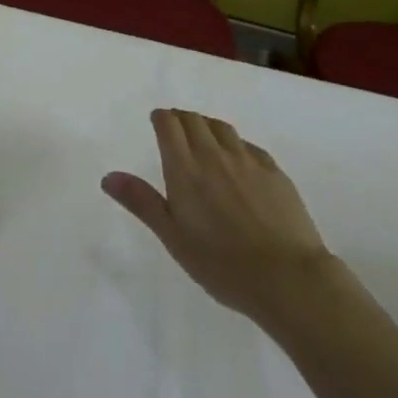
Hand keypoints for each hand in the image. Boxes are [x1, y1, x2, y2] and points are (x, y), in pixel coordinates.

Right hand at [103, 108, 331, 320]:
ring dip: (208, 126)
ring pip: (221, 127)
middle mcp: (213, 154)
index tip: (158, 123)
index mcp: (185, 168)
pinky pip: (248, 145)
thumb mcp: (173, 238)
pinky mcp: (274, 171)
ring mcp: (246, 160)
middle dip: (182, 118)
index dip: (161, 118)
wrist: (288, 278)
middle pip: (194, 119)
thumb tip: (108, 176)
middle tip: (177, 130)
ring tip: (205, 139)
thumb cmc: (222, 264)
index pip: (168, 124)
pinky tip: (238, 161)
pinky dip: (236, 145)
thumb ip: (142, 202)